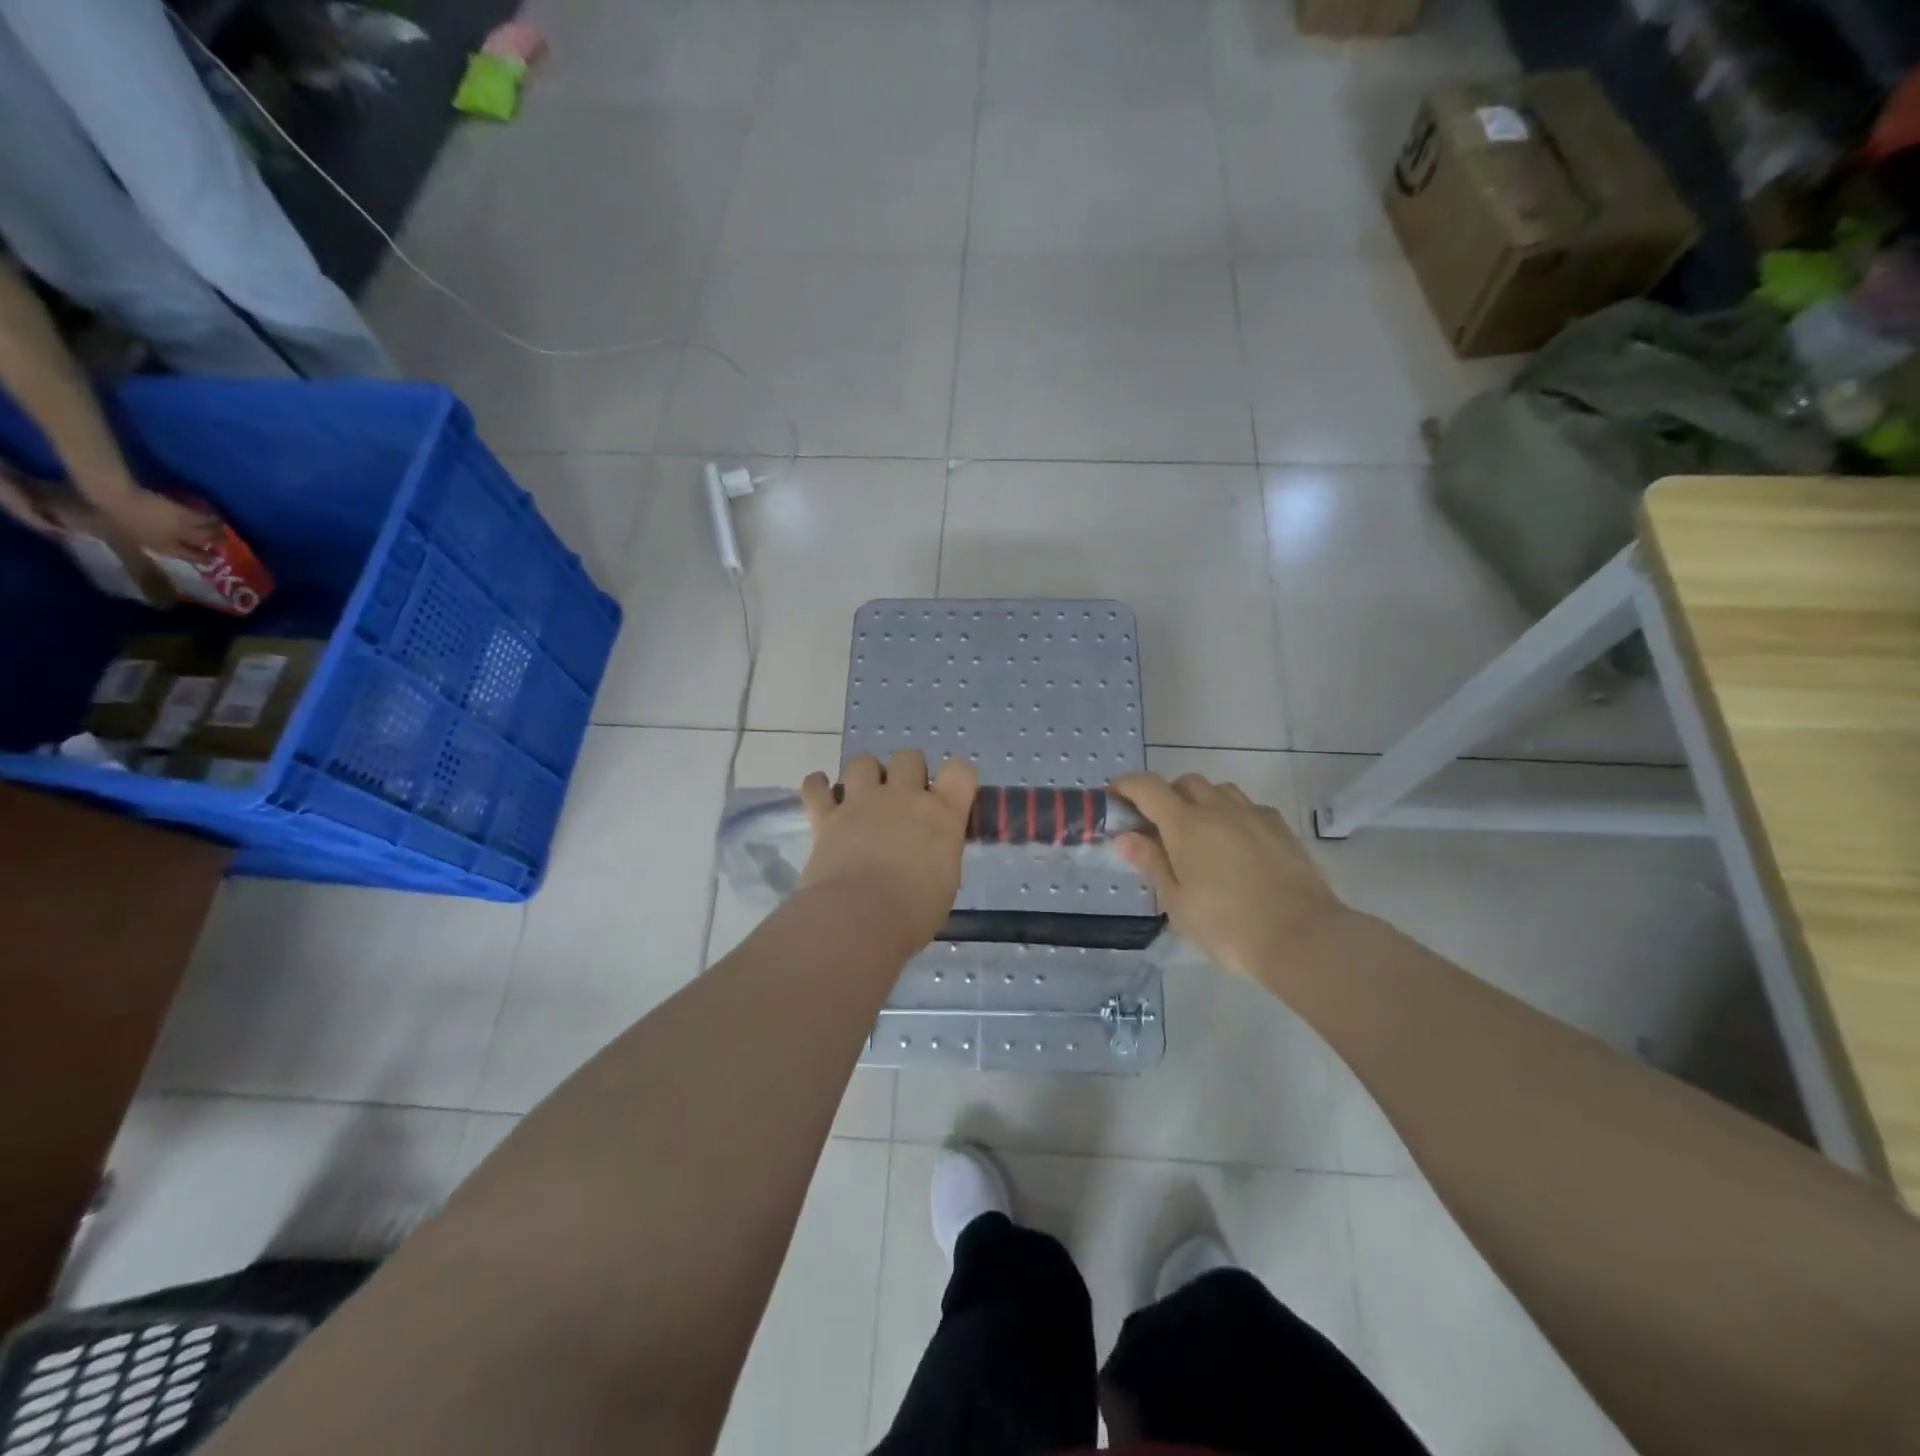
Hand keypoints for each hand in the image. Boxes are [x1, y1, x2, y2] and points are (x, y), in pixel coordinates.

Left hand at [91, 485, 218, 558]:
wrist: (115, 498)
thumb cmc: (115, 518)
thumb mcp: (129, 535)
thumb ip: (149, 541)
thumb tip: (161, 543)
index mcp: (163, 547)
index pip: (191, 556)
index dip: (204, 558)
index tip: (213, 558)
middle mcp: (178, 539)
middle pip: (204, 543)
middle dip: (215, 544)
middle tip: (223, 542)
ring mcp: (182, 526)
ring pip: (208, 531)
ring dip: (217, 531)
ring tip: (222, 529)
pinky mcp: (184, 512)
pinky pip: (202, 517)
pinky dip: (210, 517)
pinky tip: (214, 516)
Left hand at [798, 750, 976, 950]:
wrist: (858, 919)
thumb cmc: (913, 913)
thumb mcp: (945, 882)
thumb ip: (939, 853)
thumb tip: (929, 852)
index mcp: (942, 814)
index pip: (960, 771)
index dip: (957, 777)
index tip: (950, 793)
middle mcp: (904, 797)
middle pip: (909, 756)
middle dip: (908, 771)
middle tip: (904, 799)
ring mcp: (862, 802)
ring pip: (863, 761)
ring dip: (865, 774)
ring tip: (864, 795)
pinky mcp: (827, 816)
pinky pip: (815, 787)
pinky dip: (817, 786)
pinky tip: (821, 792)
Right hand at [1110, 771, 1350, 982]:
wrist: (1303, 936)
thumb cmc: (1228, 925)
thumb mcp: (1178, 902)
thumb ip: (1151, 863)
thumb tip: (1125, 836)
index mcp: (1185, 824)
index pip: (1146, 786)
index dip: (1125, 786)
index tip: (1114, 798)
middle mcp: (1218, 808)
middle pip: (1184, 782)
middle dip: (1165, 796)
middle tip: (1158, 828)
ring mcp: (1253, 815)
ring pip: (1219, 790)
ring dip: (1201, 801)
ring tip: (1199, 835)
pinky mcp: (1281, 828)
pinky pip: (1248, 807)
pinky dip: (1232, 814)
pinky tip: (1236, 845)